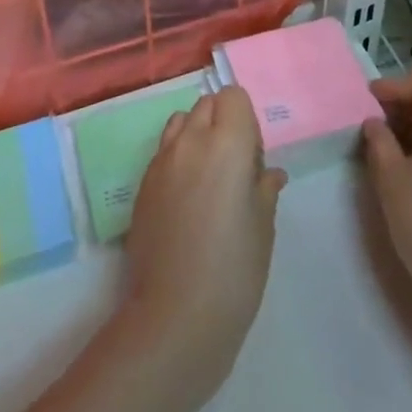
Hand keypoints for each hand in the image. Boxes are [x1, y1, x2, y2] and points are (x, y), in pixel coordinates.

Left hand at [120, 86, 286, 387]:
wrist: (176, 316)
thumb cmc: (234, 270)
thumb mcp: (263, 227)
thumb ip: (264, 188)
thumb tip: (269, 174)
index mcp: (226, 143)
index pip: (233, 96)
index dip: (246, 119)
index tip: (253, 156)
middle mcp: (190, 140)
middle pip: (207, 104)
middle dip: (223, 122)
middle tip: (236, 167)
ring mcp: (161, 160)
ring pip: (181, 122)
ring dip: (197, 135)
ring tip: (209, 179)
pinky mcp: (142, 184)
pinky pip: (164, 151)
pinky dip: (178, 158)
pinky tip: (187, 201)